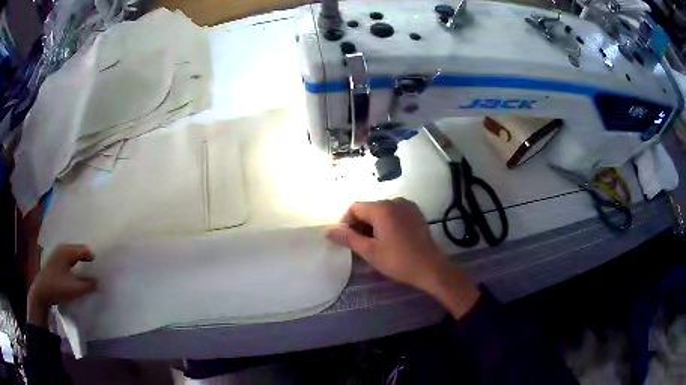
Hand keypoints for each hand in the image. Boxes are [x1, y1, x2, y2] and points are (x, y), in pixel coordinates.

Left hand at [27, 244, 96, 326]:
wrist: (41, 292)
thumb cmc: (58, 287)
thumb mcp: (75, 289)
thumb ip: (88, 285)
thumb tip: (98, 281)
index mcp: (67, 251)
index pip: (84, 250)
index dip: (92, 257)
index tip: (101, 265)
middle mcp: (62, 248)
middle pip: (78, 250)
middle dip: (86, 257)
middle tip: (96, 267)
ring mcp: (57, 253)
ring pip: (72, 254)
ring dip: (79, 260)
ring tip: (87, 270)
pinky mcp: (54, 260)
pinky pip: (67, 258)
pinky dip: (74, 263)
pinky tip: (76, 272)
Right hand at [326, 198, 480, 318]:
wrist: (430, 267)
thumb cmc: (397, 260)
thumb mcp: (369, 251)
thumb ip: (348, 238)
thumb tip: (329, 231)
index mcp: (382, 208)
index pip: (355, 208)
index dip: (347, 223)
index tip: (348, 241)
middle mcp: (395, 201)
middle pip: (368, 209)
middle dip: (361, 225)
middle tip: (361, 246)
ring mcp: (408, 206)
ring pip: (381, 212)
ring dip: (374, 225)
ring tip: (376, 245)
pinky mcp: (416, 213)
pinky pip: (395, 214)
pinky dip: (387, 224)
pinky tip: (391, 240)